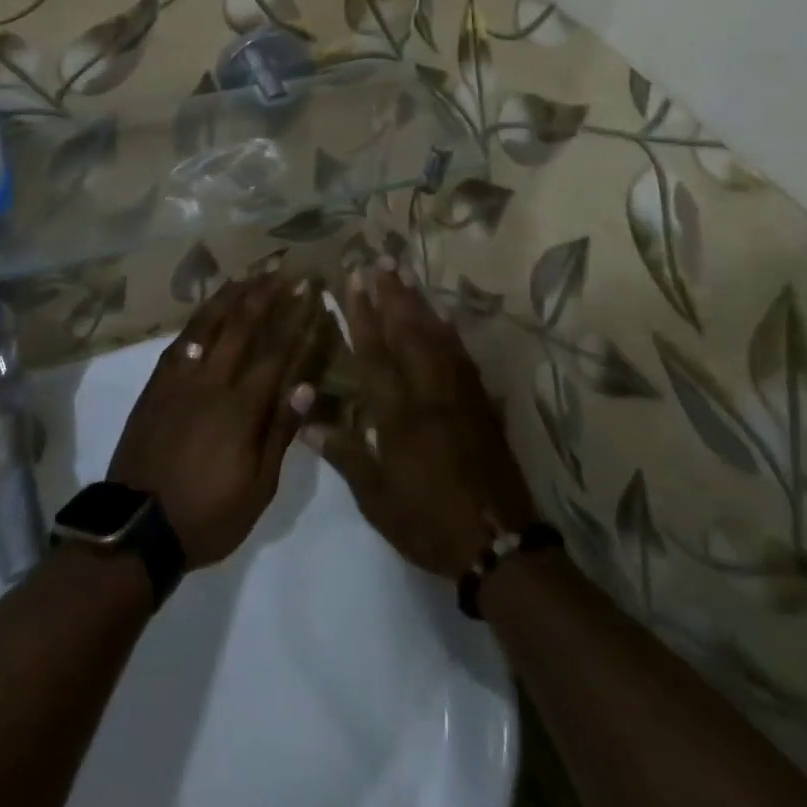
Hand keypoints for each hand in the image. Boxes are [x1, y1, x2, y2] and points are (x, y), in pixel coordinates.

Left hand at [108, 274, 336, 568]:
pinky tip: (206, 311)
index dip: (296, 320)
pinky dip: (197, 320)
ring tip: (247, 275)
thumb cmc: (207, 515)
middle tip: (283, 271)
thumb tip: (306, 387)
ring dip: (229, 296)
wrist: (137, 527)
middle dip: (265, 294)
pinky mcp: (155, 386)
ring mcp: (178, 380)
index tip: (311, 294)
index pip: (277, 352)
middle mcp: (211, 382)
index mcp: (241, 408)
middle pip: (241, 326)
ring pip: (206, 325)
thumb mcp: (258, 488)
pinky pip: (179, 342)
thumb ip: (280, 433)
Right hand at [304, 264, 537, 576]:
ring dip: (420, 304)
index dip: (362, 314)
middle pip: (410, 333)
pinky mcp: (482, 404)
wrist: (499, 545)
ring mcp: (461, 396)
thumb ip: (345, 455)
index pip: (376, 353)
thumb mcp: (377, 499)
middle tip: (381, 261)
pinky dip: (448, 331)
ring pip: (438, 337)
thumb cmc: (429, 523)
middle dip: (393, 294)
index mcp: (400, 415)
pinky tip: (443, 319)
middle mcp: (430, 394)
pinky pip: (462, 356)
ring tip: (405, 277)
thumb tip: (306, 422)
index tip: (353, 281)